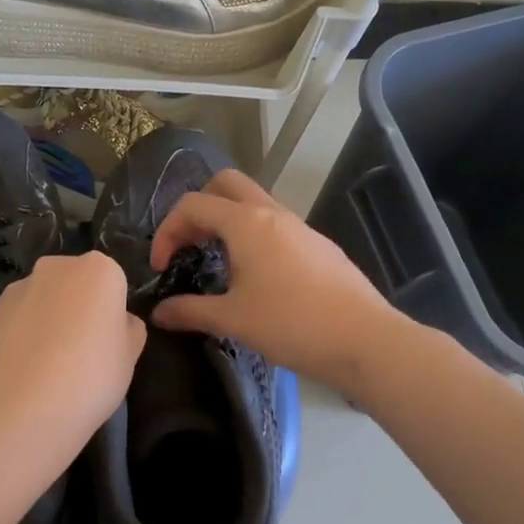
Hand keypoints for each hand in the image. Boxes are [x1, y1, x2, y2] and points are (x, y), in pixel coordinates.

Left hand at [0, 251, 145, 452]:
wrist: (20, 407)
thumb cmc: (90, 376)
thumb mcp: (130, 357)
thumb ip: (129, 330)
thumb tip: (119, 322)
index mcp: (99, 270)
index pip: (113, 283)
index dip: (112, 313)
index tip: (108, 342)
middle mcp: (57, 267)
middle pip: (75, 283)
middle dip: (78, 308)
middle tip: (81, 352)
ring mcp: (19, 287)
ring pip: (44, 299)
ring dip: (48, 320)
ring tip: (47, 366)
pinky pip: (18, 318)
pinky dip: (23, 334)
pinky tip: (24, 369)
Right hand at [148, 169, 398, 391]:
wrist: (363, 339)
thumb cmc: (291, 324)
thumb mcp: (233, 320)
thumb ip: (190, 311)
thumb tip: (159, 313)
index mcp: (247, 222)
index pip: (193, 204)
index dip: (167, 230)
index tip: (161, 267)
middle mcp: (273, 213)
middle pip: (226, 184)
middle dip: (199, 208)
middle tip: (189, 245)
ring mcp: (300, 227)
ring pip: (254, 204)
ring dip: (227, 222)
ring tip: (218, 264)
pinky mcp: (318, 245)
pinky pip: (275, 226)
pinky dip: (253, 237)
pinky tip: (256, 278)